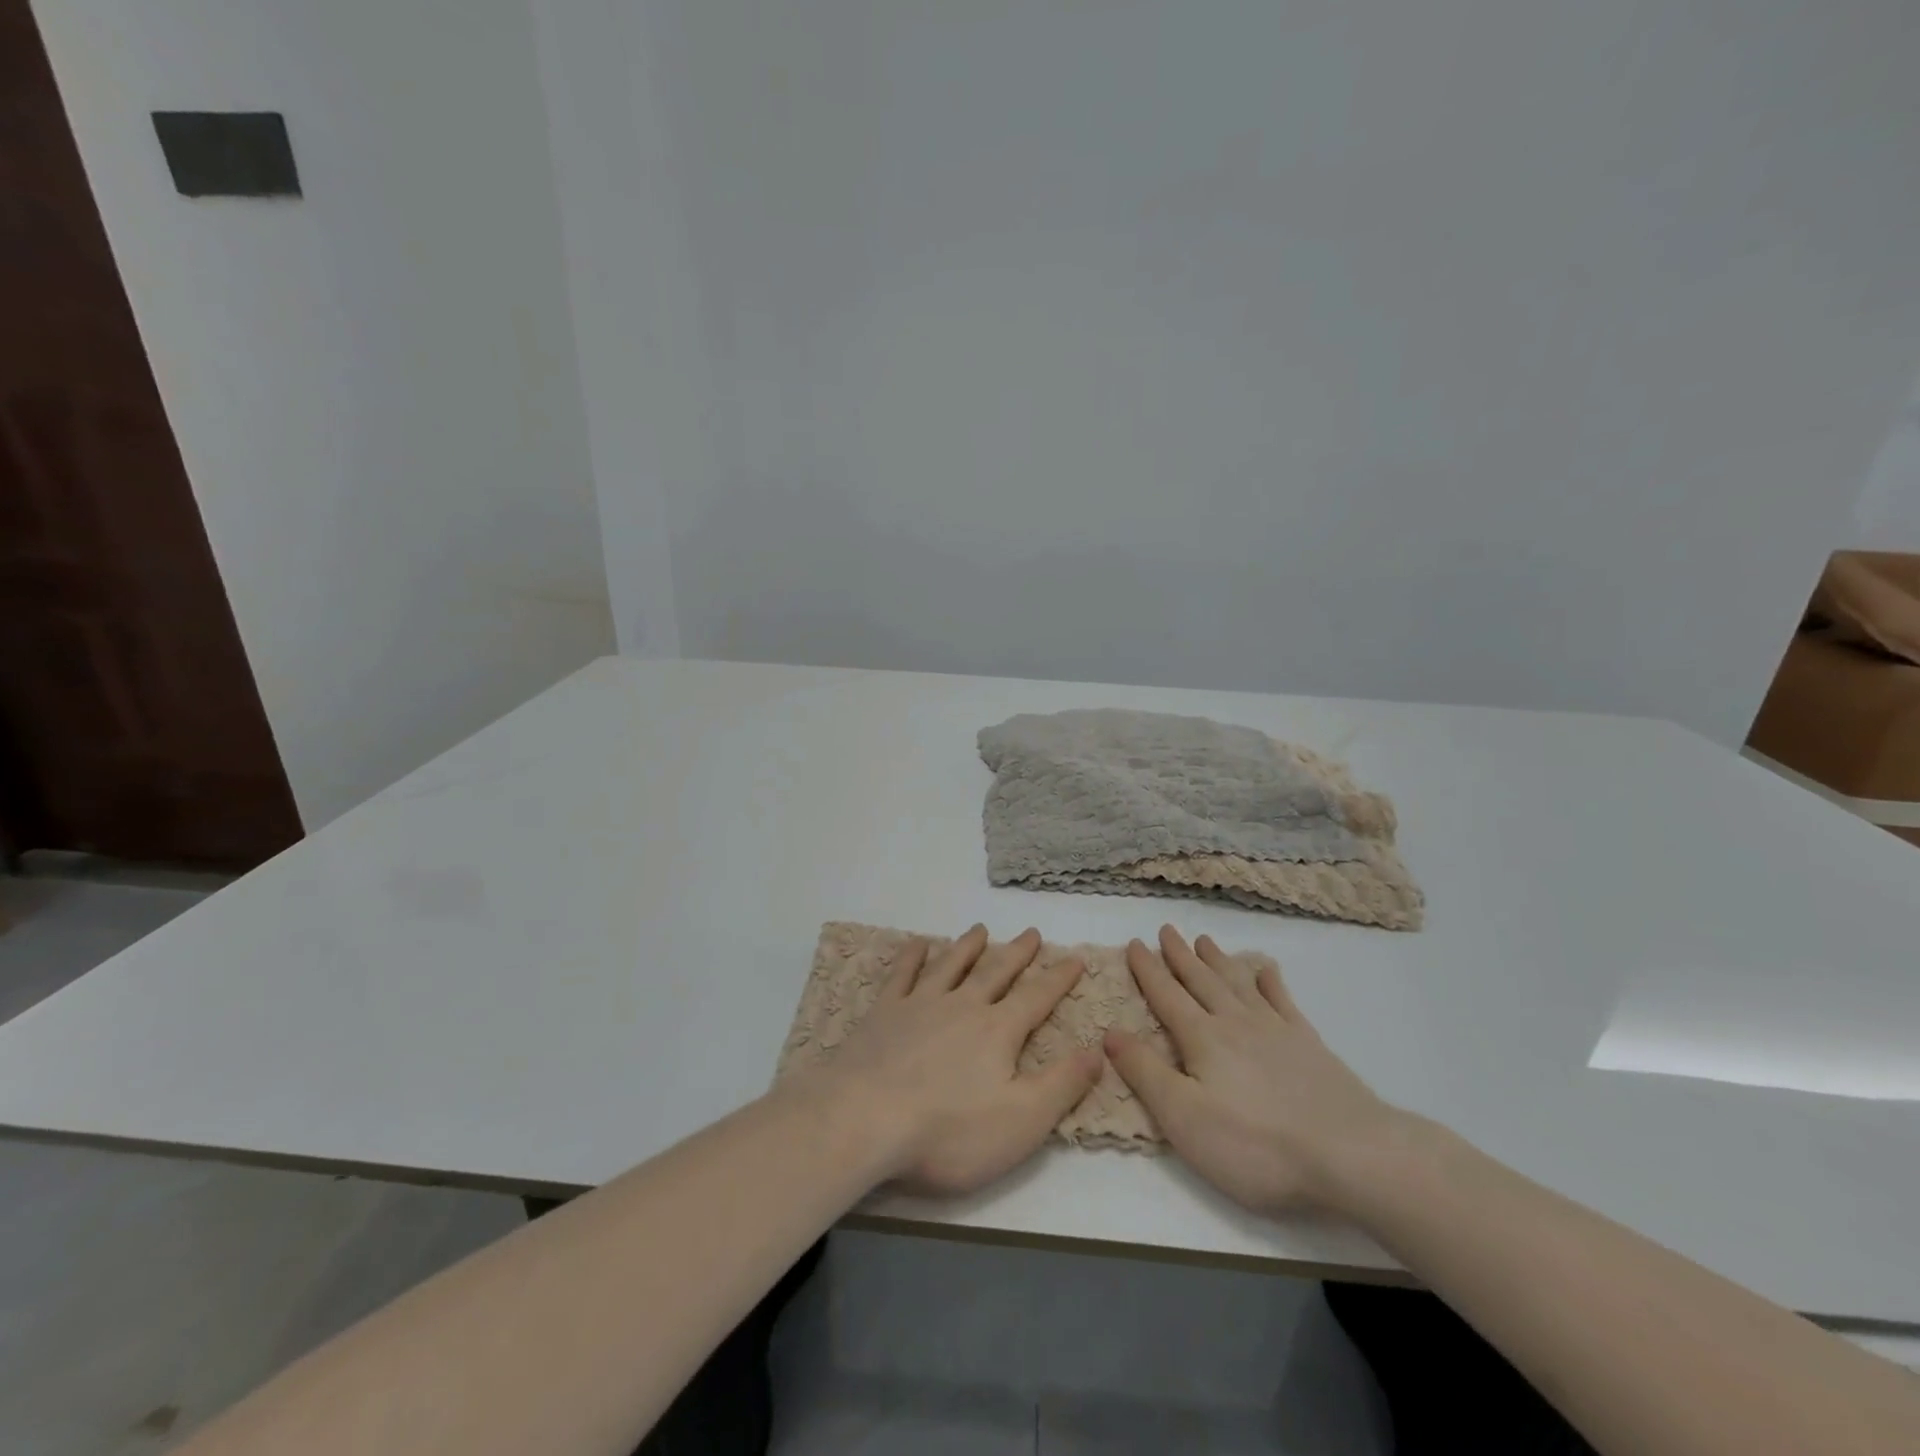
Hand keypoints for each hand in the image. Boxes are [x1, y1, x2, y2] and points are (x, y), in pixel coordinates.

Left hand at [804, 926, 1102, 1196]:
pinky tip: (918, 944)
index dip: (1058, 979)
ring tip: (980, 930)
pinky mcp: (883, 1013)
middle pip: (996, 972)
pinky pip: (902, 975)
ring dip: (967, 947)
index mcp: (998, 1031)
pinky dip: (912, 957)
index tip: (1075, 959)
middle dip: (1017, 953)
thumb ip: (1062, 1084)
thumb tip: (1098, 1050)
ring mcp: (920, 1004)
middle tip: (1031, 932)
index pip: (1037, 998)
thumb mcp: (1022, 1120)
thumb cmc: (949, 1131)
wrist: (865, 1119)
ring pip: (951, 965)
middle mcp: (962, 1006)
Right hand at [1105, 925, 1402, 1214]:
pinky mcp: (1310, 1046)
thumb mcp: (1183, 1116)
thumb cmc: (1255, 1144)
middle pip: (1201, 981)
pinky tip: (1267, 971)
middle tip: (1167, 929)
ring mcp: (1276, 1031)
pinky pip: (1284, 1002)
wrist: (1350, 1155)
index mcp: (1202, 1038)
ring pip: (1238, 984)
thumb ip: (1145, 1071)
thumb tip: (1110, 1031)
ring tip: (1205, 940)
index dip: (1148, 969)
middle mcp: (1236, 1023)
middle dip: (1180, 955)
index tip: (1135, 942)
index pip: (1166, 995)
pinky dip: (1272, 983)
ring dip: (1218, 961)